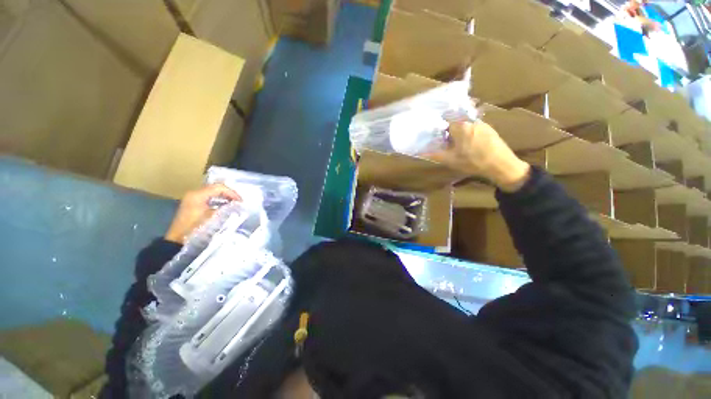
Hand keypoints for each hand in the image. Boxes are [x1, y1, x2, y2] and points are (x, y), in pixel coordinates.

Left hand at [165, 184, 240, 243]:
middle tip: (239, 201)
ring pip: (213, 191)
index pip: (219, 187)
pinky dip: (219, 199)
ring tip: (234, 203)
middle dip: (229, 193)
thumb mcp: (212, 218)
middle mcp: (194, 193)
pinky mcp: (193, 203)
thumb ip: (225, 209)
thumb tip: (237, 205)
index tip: (241, 202)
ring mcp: (192, 198)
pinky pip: (209, 196)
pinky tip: (225, 206)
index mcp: (197, 195)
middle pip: (216, 187)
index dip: (232, 193)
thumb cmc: (195, 229)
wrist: (177, 240)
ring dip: (225, 196)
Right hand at [428, 121, 530, 191]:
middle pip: (454, 118)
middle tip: (443, 138)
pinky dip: (466, 130)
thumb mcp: (451, 160)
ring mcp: (481, 123)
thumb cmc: (473, 162)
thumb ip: (435, 154)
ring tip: (454, 141)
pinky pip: (472, 125)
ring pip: (464, 122)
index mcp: (460, 126)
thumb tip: (421, 152)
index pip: (444, 118)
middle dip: (447, 127)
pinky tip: (467, 142)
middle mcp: (470, 120)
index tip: (433, 131)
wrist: (500, 164)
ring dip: (457, 129)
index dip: (437, 124)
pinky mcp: (488, 127)